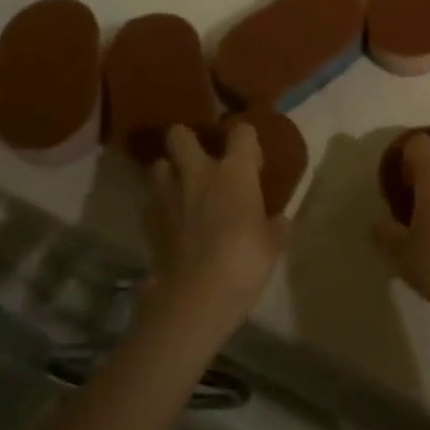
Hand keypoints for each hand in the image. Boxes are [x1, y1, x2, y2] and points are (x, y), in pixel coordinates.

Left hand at [143, 123, 287, 341]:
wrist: (195, 297)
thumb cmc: (244, 261)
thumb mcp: (273, 244)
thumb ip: (275, 225)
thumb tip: (279, 220)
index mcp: (234, 171)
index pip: (241, 132)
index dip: (246, 138)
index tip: (252, 157)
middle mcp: (198, 173)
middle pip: (180, 135)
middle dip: (186, 138)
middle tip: (199, 154)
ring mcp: (169, 196)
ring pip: (159, 166)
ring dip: (169, 172)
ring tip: (182, 187)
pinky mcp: (150, 223)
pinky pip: (152, 203)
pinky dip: (160, 207)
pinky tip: (172, 222)